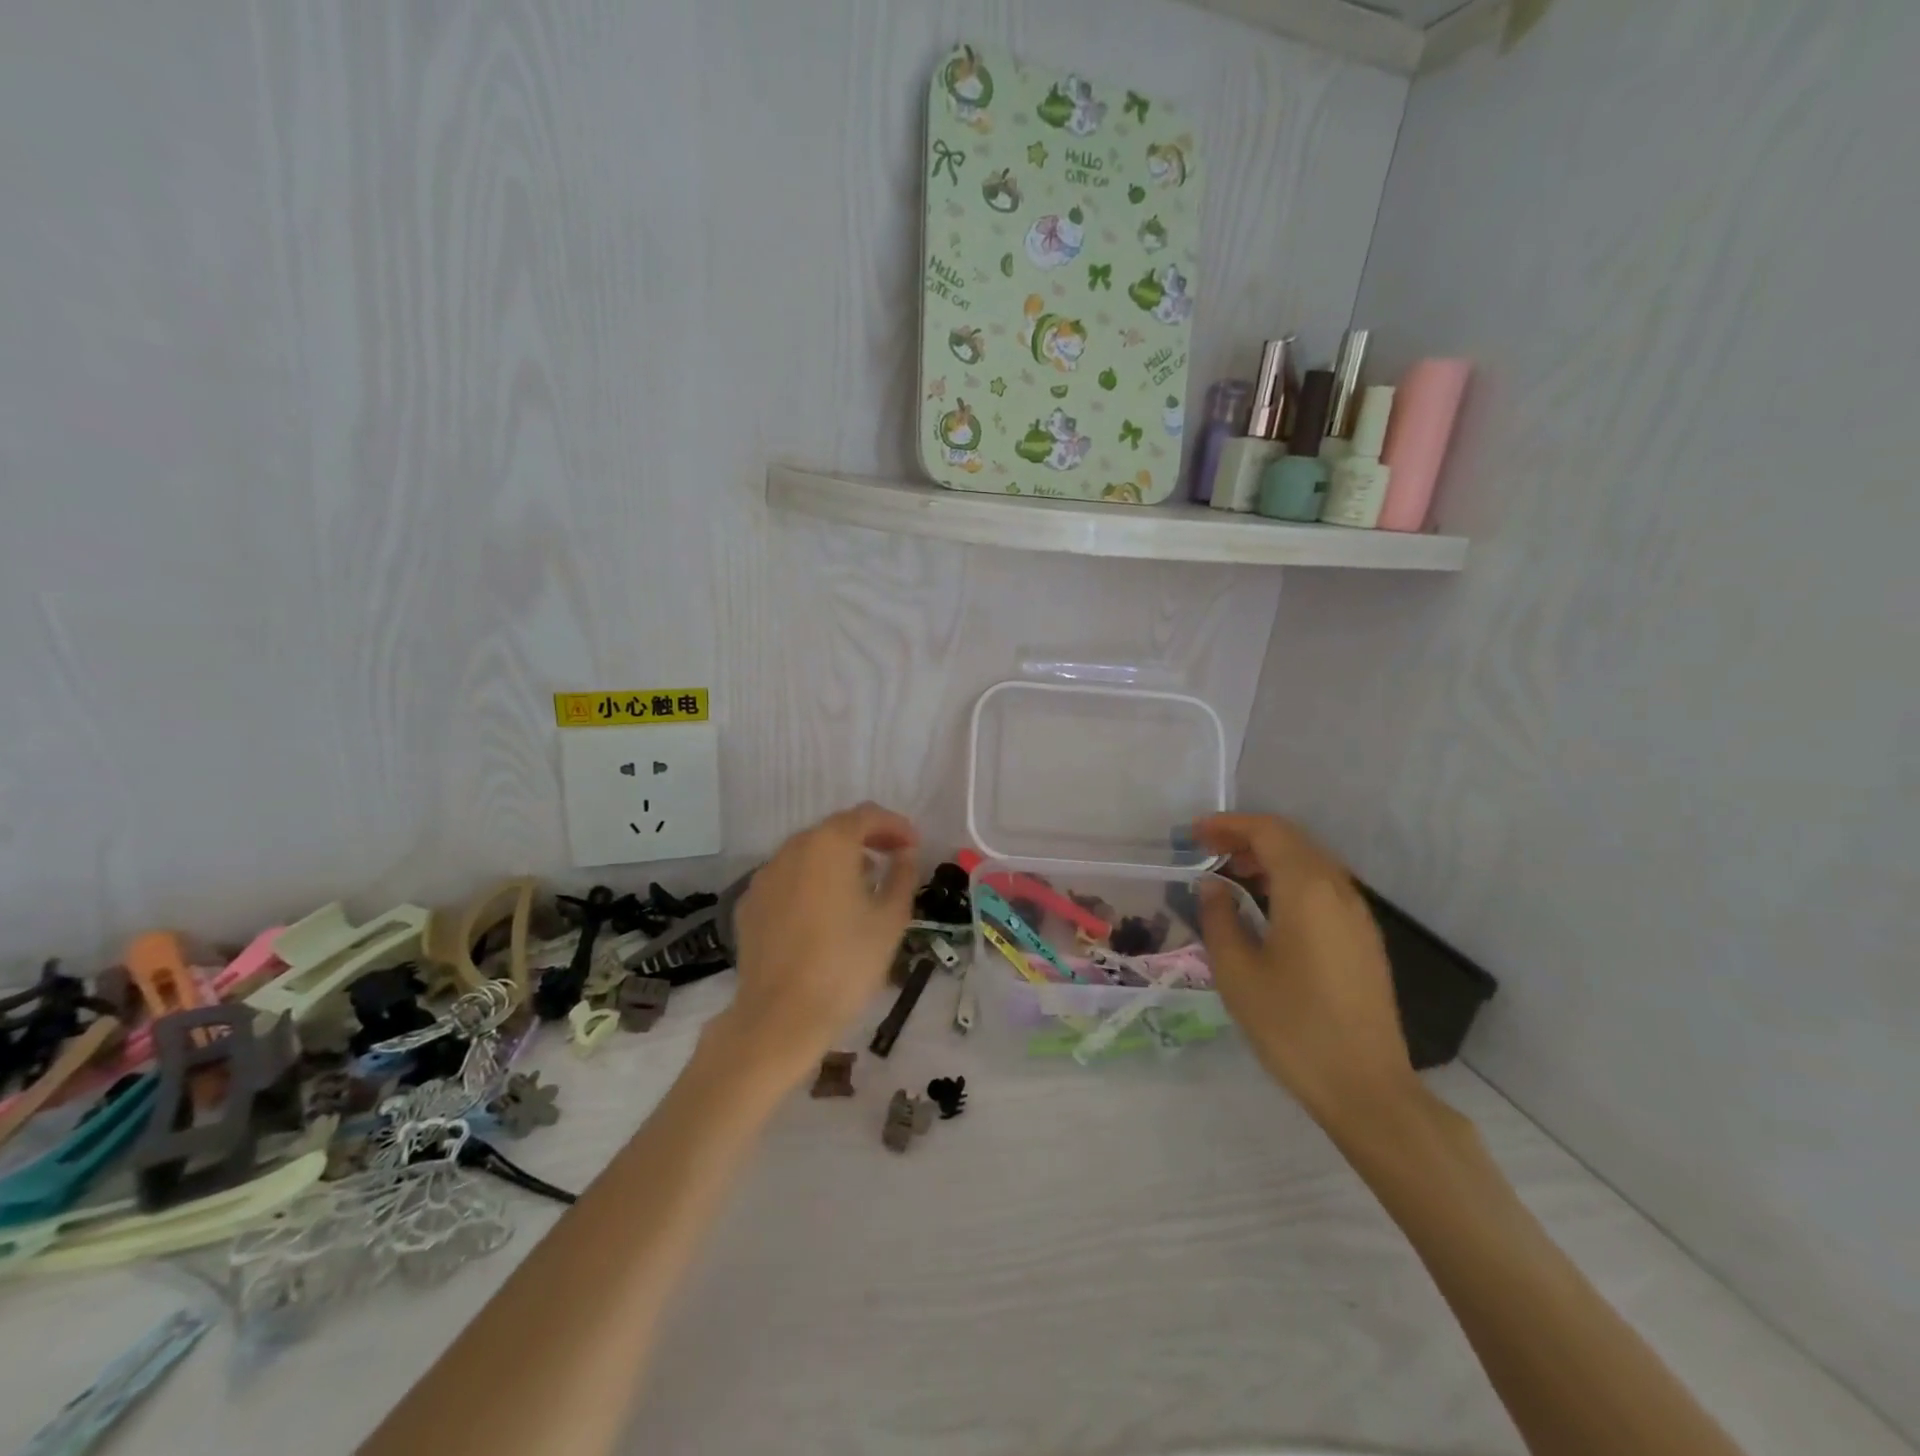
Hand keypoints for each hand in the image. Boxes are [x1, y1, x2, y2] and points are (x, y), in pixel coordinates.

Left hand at [720, 802, 919, 1086]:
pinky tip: (824, 910)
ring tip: (861, 885)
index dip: (895, 826)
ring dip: (838, 859)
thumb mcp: (890, 919)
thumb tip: (905, 854)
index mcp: (830, 844)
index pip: (867, 815)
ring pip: (809, 853)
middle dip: (867, 838)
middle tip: (893, 859)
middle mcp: (793, 848)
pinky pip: (788, 878)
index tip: (914, 845)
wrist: (781, 1016)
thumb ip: (902, 875)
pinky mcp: (751, 903)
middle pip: (835, 829)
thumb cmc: (846, 963)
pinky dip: (811, 881)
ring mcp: (766, 875)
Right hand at [1192, 813, 1419, 1132]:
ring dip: (1270, 858)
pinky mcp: (1364, 940)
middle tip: (1207, 851)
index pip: (1268, 832)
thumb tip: (1213, 885)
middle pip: (1293, 841)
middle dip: (1247, 837)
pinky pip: (1324, 889)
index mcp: (1307, 890)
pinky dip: (1291, 881)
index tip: (1194, 834)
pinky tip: (1268, 907)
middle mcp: (1338, 891)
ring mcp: (1358, 916)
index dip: (1228, 825)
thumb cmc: (1292, 1025)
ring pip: (1311, 863)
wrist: (1365, 1087)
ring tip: (1232, 875)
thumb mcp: (1237, 972)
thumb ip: (1219, 918)